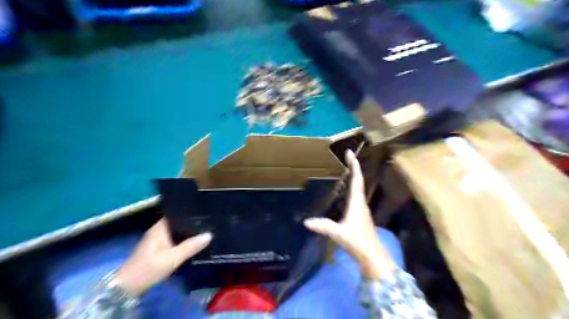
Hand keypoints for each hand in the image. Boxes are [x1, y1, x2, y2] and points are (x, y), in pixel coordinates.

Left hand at [114, 219, 211, 295]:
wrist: (128, 287)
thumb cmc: (149, 268)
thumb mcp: (172, 258)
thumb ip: (191, 246)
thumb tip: (209, 235)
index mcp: (160, 228)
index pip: (177, 214)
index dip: (190, 212)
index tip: (204, 211)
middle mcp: (158, 231)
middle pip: (178, 223)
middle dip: (191, 223)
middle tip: (209, 221)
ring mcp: (157, 240)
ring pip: (176, 232)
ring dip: (187, 233)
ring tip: (205, 230)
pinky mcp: (157, 249)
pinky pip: (174, 240)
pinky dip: (182, 240)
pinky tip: (193, 243)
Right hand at [302, 150, 396, 278]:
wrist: (371, 256)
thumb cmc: (358, 242)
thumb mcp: (339, 233)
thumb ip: (324, 226)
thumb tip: (306, 221)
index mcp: (357, 202)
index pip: (357, 179)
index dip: (354, 165)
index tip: (349, 152)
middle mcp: (360, 202)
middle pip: (358, 180)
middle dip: (353, 167)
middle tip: (344, 157)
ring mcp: (361, 209)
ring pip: (357, 188)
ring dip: (352, 177)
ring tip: (343, 170)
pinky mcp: (359, 215)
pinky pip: (354, 196)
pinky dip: (350, 188)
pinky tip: (342, 192)